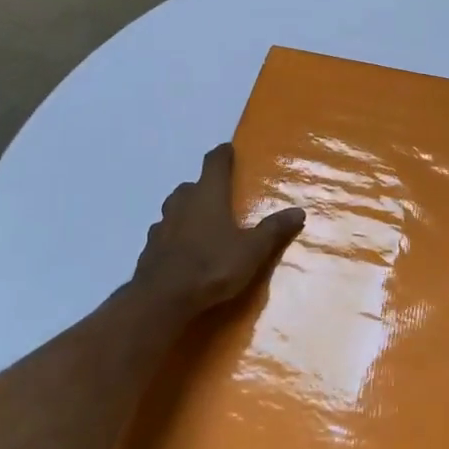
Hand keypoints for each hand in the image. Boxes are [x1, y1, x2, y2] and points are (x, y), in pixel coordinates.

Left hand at [130, 143, 304, 319]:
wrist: (162, 298)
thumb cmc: (212, 266)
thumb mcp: (252, 251)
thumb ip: (273, 230)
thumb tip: (298, 211)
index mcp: (208, 195)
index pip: (214, 163)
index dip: (222, 154)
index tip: (228, 149)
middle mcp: (182, 203)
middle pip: (192, 185)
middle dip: (205, 186)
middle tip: (220, 196)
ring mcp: (162, 225)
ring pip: (175, 208)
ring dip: (187, 210)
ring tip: (203, 223)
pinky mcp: (149, 248)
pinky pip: (165, 233)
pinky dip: (175, 235)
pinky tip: (183, 249)